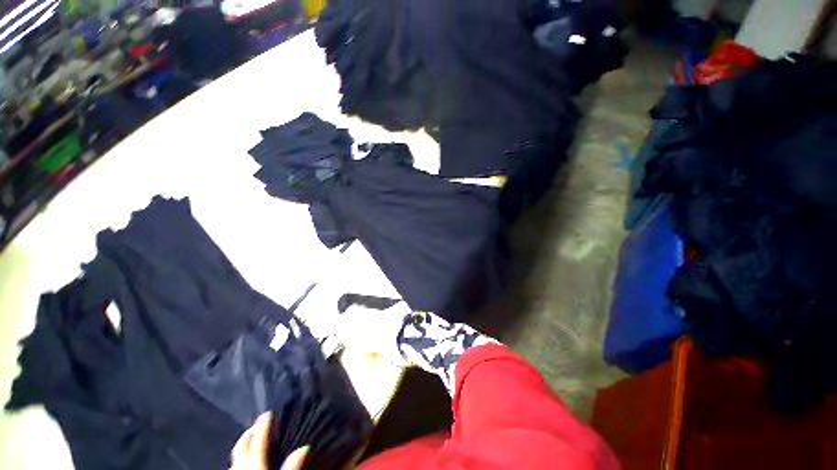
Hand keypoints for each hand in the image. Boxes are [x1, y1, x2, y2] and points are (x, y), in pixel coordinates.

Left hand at [230, 412, 308, 469]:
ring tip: (248, 439)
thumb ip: (292, 468)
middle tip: (257, 424)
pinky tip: (241, 462)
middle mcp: (242, 468)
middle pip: (242, 447)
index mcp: (255, 466)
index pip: (259, 442)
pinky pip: (233, 467)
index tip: (267, 413)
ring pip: (235, 458)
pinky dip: (238, 460)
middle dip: (249, 434)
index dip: (263, 427)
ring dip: (242, 446)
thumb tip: (304, 447)